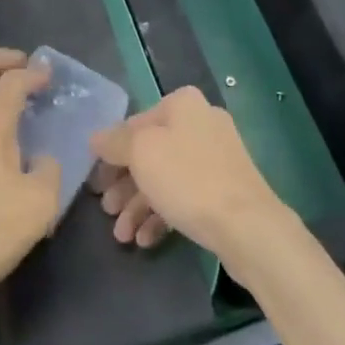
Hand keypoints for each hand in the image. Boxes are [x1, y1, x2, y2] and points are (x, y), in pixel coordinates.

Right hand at [89, 86, 290, 264]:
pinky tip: (145, 240)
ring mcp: (216, 157)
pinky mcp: (224, 189)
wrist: (247, 225)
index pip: (134, 124)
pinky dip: (162, 215)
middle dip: (125, 185)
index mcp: (182, 104)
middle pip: (150, 153)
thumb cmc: (187, 179)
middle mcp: (200, 123)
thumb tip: (96, 138)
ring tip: (122, 236)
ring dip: (139, 205)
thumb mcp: (140, 153)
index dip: (111, 154)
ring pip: (165, 178)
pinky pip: (184, 196)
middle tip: (106, 211)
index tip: (97, 182)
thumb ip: (114, 142)